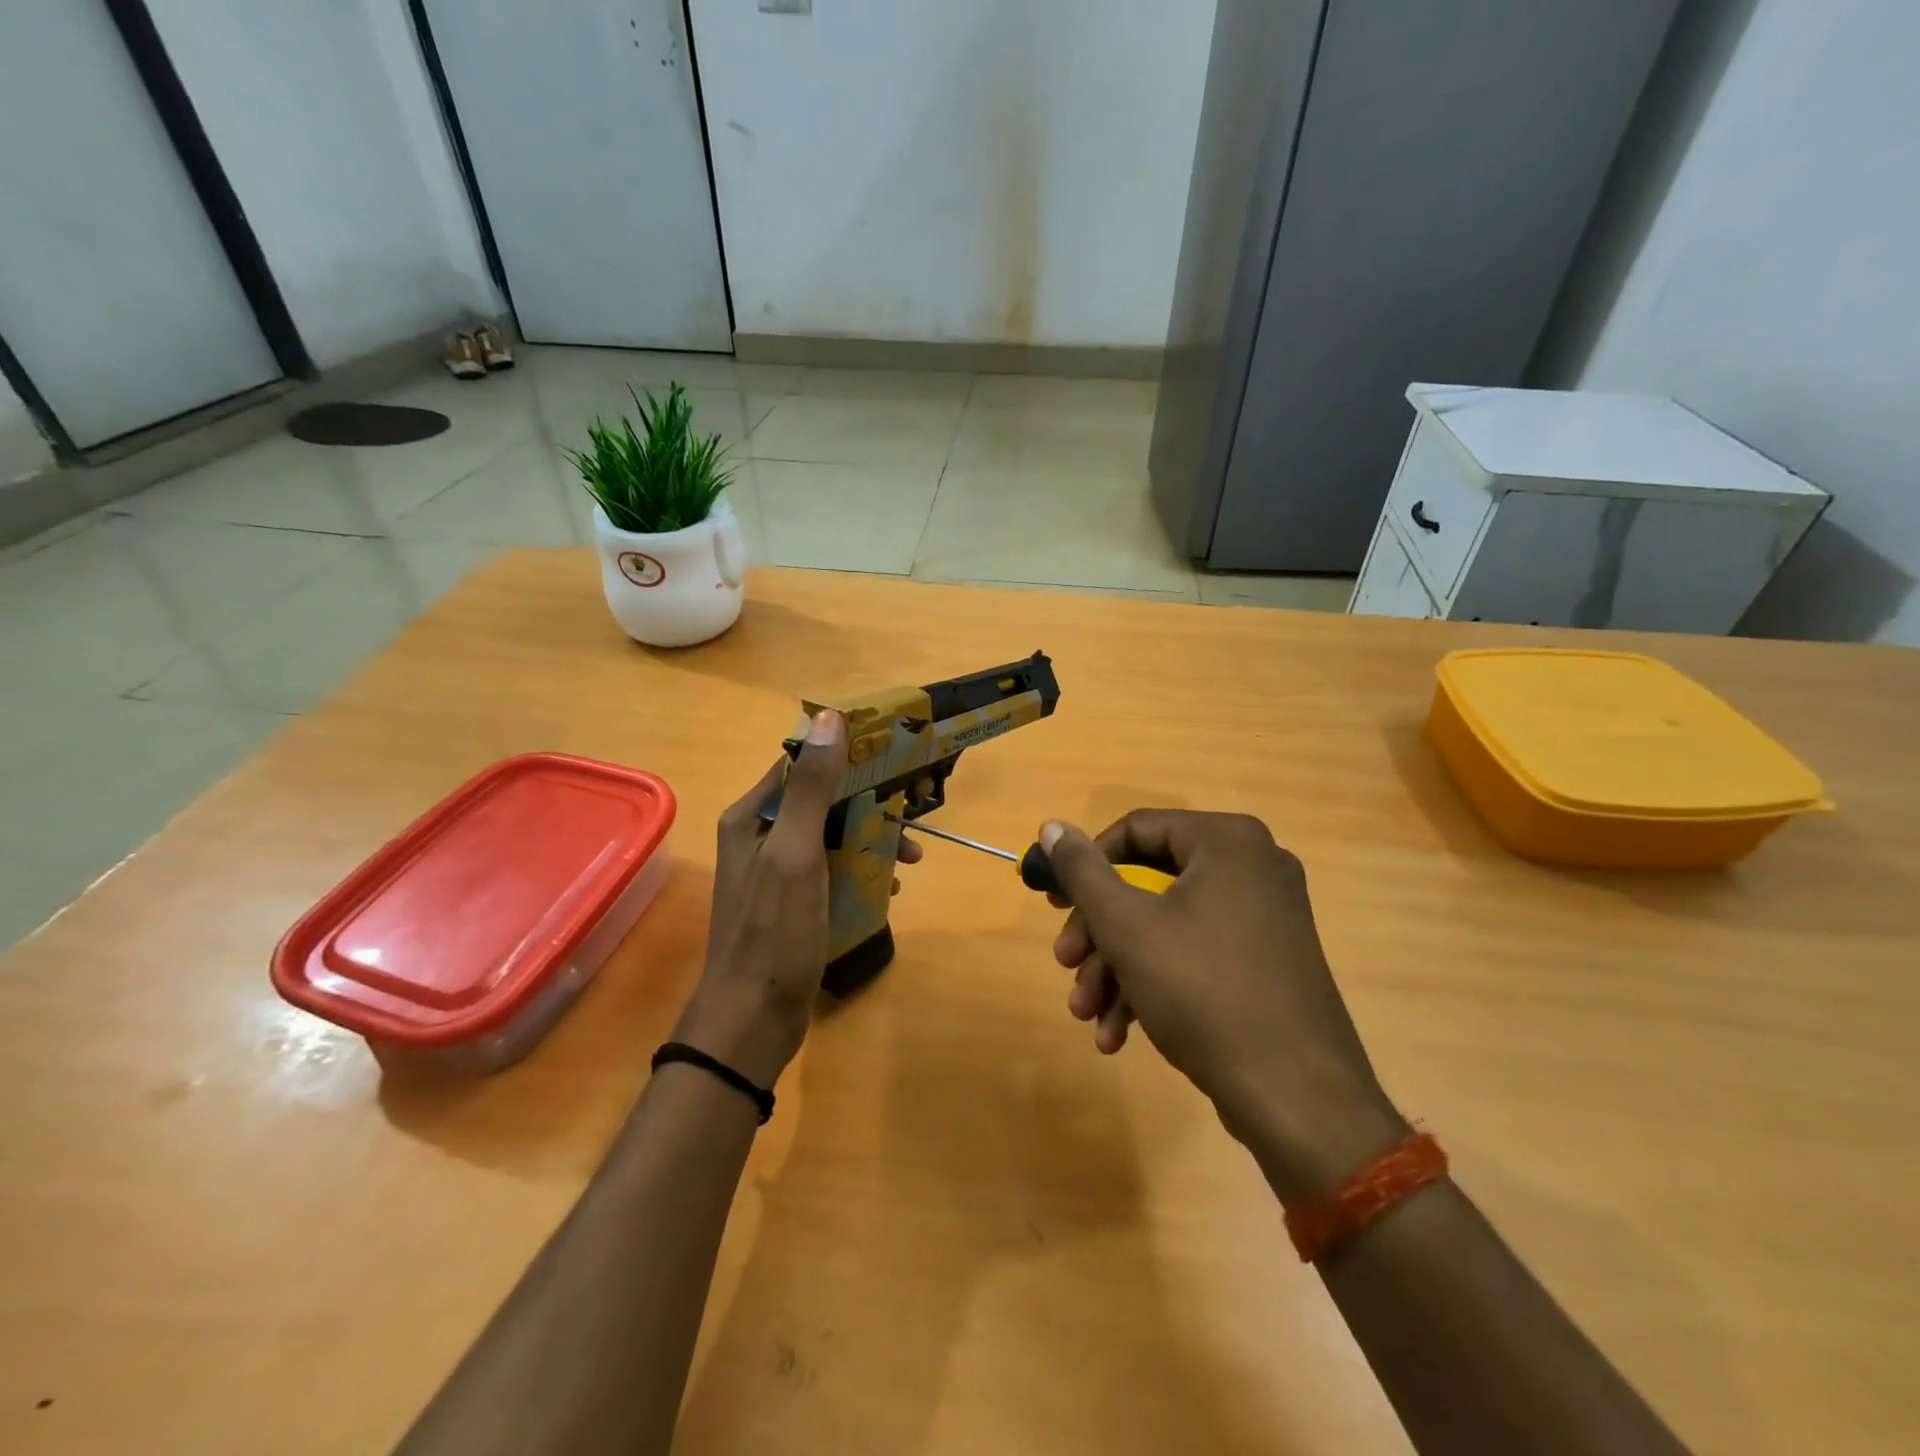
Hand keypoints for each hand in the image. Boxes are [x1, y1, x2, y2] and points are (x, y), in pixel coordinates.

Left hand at [674, 712, 924, 1089]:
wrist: (753, 1020)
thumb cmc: (775, 931)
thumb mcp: (797, 852)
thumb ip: (812, 787)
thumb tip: (829, 719)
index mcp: (755, 815)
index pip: (805, 764)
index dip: (850, 755)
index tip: (897, 756)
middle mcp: (762, 835)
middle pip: (825, 799)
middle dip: (871, 803)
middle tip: (915, 810)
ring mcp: (778, 870)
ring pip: (834, 834)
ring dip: (873, 837)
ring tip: (912, 856)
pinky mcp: (794, 900)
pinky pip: (834, 868)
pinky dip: (862, 869)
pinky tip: (889, 885)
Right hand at [1043, 811, 1407, 1199]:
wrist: (1297, 1098)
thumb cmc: (1204, 991)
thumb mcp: (1126, 926)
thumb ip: (1082, 871)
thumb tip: (1051, 826)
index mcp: (1227, 842)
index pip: (1136, 830)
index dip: (1087, 864)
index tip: (1055, 902)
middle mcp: (1252, 868)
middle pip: (1148, 884)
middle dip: (1098, 932)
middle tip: (1065, 964)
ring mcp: (1265, 918)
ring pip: (1167, 926)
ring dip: (1117, 968)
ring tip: (1087, 1014)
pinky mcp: (1267, 963)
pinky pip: (1196, 954)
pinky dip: (1154, 985)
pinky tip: (1119, 1033)